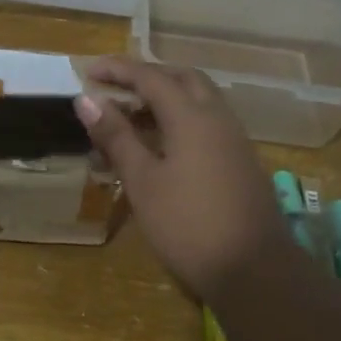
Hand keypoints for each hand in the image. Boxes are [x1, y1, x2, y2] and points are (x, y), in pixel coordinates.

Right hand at [74, 57, 288, 304]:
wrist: (254, 270)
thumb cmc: (188, 224)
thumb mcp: (143, 181)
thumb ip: (116, 136)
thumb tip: (87, 99)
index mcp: (192, 117)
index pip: (151, 77)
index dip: (118, 70)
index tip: (88, 70)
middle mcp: (218, 118)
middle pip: (183, 79)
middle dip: (147, 76)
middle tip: (115, 88)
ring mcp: (234, 140)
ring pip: (199, 101)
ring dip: (166, 98)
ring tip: (131, 116)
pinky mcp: (241, 162)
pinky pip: (207, 123)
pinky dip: (180, 120)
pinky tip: (162, 146)